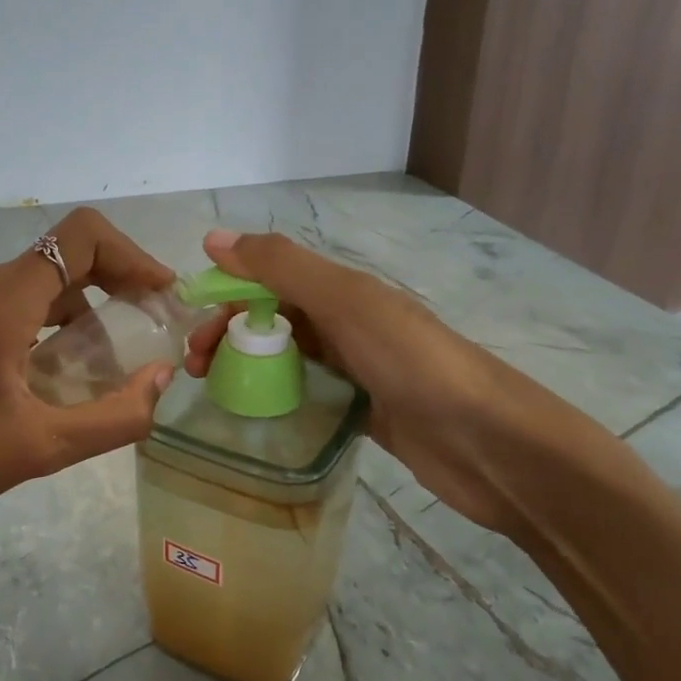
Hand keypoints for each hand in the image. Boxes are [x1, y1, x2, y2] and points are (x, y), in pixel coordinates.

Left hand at [0, 208, 178, 542]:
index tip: (161, 295)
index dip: (131, 255)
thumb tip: (161, 377)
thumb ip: (118, 414)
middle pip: (62, 256)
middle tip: (147, 328)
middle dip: (114, 283)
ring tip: (106, 363)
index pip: (80, 237)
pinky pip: (10, 304)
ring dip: (81, 309)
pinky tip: (57, 372)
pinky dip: (48, 323)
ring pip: (36, 283)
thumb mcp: (46, 447)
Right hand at [183, 228, 541, 539]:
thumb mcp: (344, 302)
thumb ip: (281, 267)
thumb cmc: (411, 361)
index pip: (269, 279)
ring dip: (247, 366)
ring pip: (287, 358)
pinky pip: (308, 396)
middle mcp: (346, 324)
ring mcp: (355, 370)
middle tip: (196, 369)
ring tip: (213, 392)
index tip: (193, 327)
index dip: (227, 293)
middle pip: (273, 319)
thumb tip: (213, 238)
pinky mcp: (362, 413)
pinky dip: (278, 399)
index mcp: (342, 291)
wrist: (487, 442)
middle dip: (230, 334)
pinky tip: (253, 416)